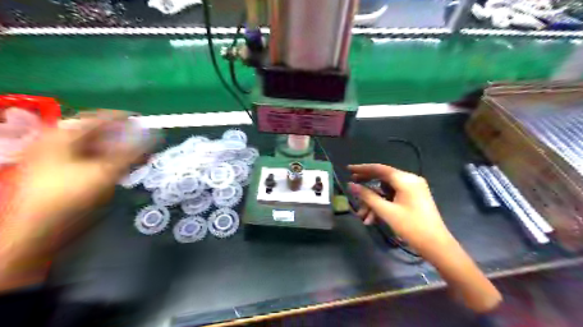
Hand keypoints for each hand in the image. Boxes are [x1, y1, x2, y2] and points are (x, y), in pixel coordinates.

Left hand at [9, 112, 154, 233]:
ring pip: (93, 146)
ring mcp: (55, 157)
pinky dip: (106, 159)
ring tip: (136, 154)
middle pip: (96, 132)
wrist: (38, 230)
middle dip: (122, 135)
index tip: (144, 121)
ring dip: (117, 148)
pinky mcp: (59, 171)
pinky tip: (120, 166)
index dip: (123, 118)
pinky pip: (88, 158)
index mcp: (63, 135)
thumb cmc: (72, 196)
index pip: (98, 117)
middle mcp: (56, 141)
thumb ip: (133, 152)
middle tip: (143, 140)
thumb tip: (155, 136)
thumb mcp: (107, 171)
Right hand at [345, 164, 500, 311]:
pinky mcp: (413, 198)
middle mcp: (410, 180)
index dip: (362, 168)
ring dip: (373, 202)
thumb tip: (351, 185)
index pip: (379, 168)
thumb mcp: (386, 211)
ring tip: (363, 217)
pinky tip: (373, 219)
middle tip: (352, 189)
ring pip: (386, 191)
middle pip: (382, 179)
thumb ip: (367, 196)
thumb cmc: (411, 227)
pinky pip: (393, 197)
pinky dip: (382, 205)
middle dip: (366, 188)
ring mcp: (413, 189)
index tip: (348, 169)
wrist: (436, 246)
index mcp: (406, 179)